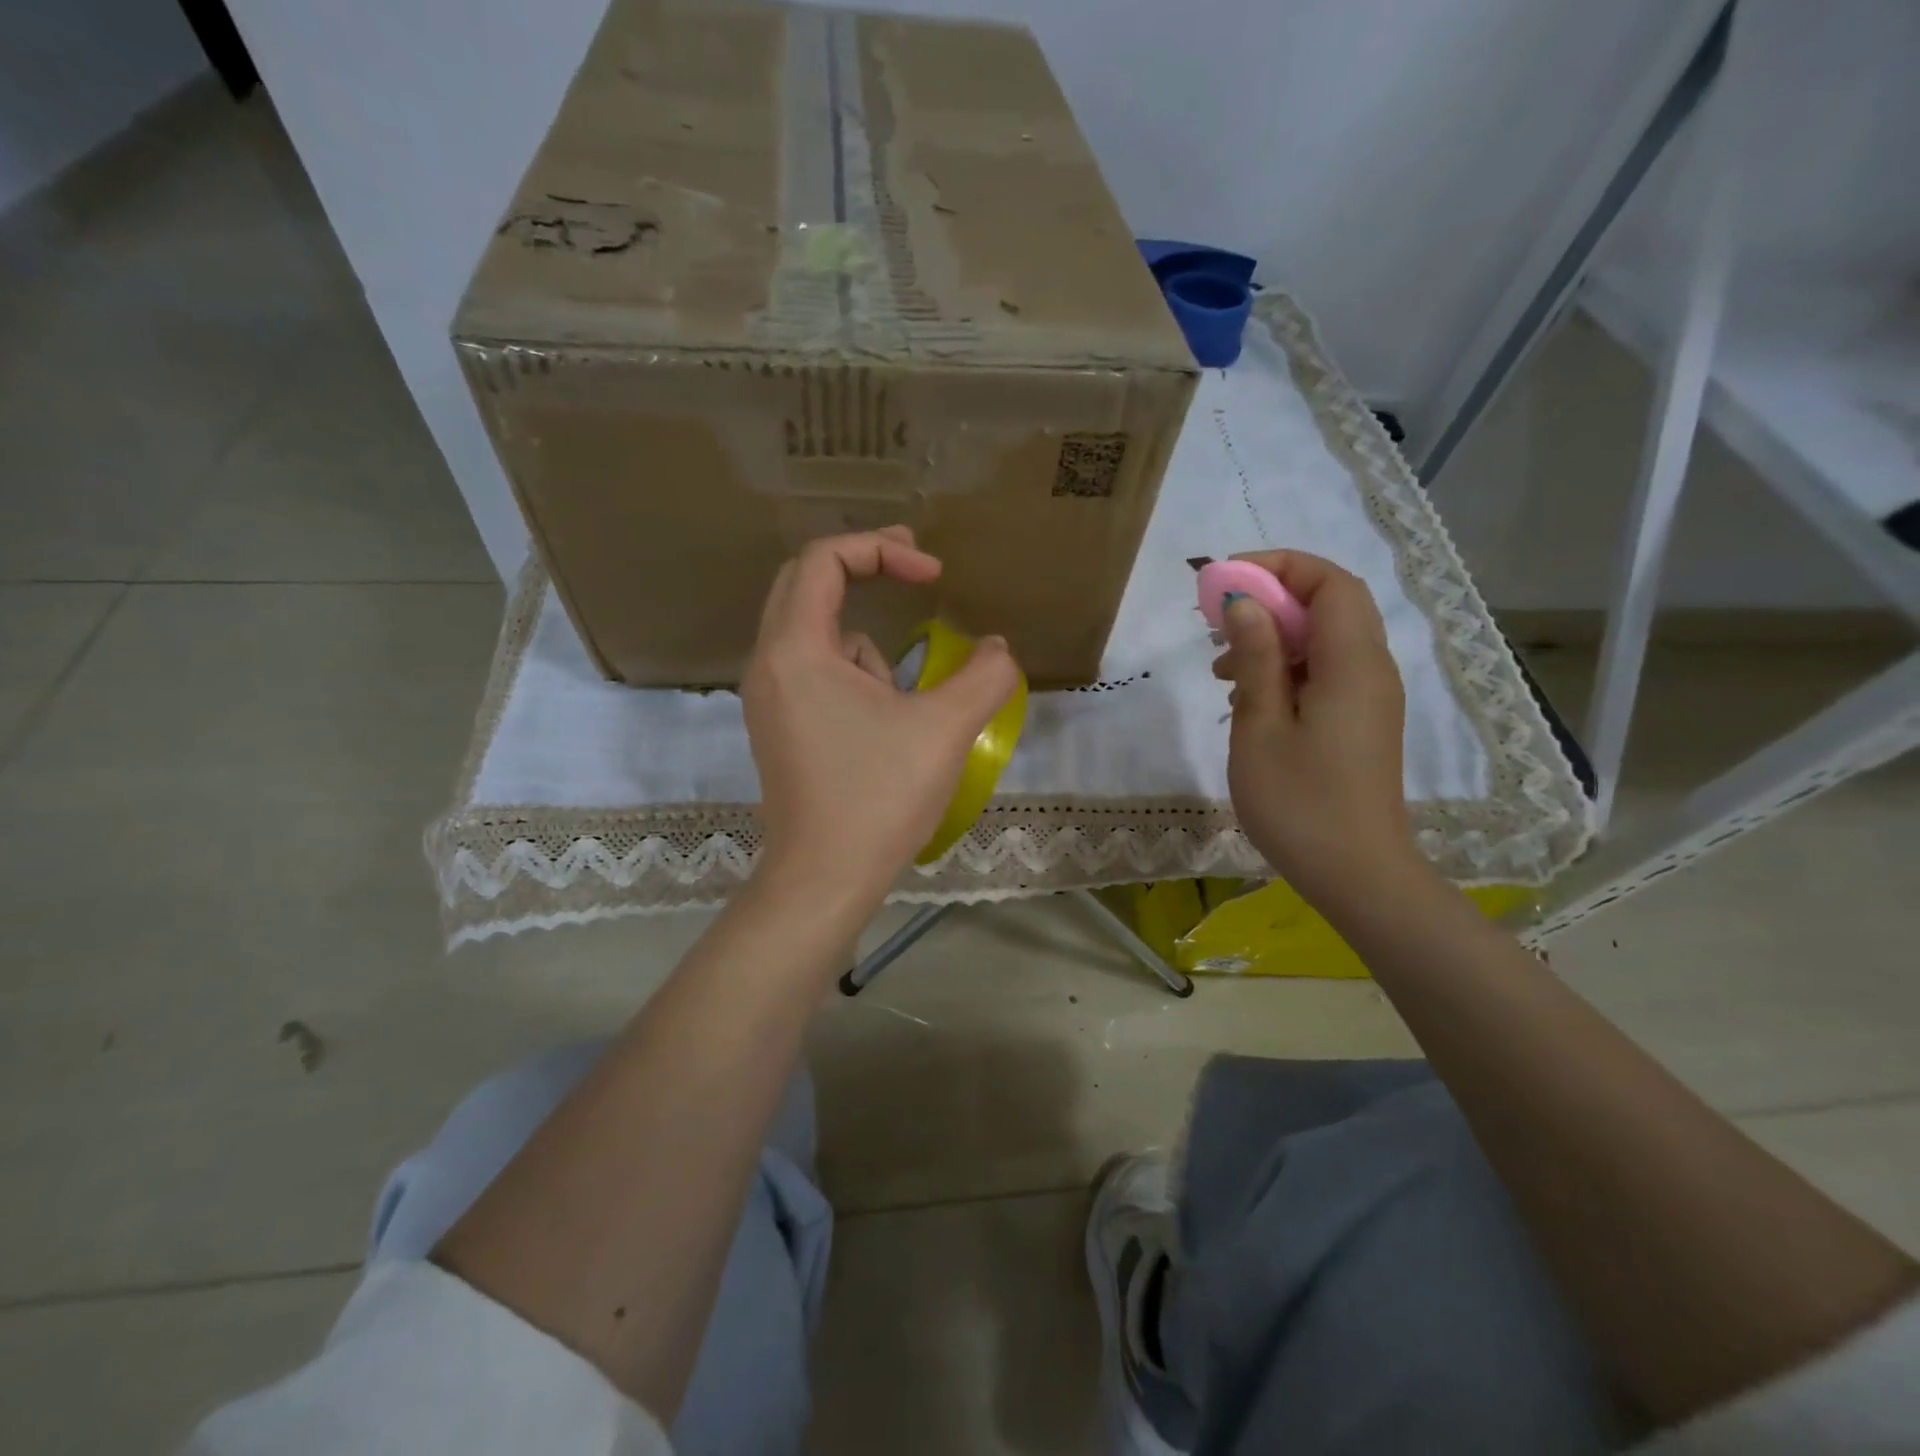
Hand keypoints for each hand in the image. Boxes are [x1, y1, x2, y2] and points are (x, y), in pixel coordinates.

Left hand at [742, 528, 1020, 907]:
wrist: (824, 877)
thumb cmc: (878, 797)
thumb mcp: (946, 729)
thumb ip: (985, 676)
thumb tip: (997, 649)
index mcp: (796, 649)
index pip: (823, 559)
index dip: (883, 550)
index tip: (933, 576)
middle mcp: (768, 663)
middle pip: (806, 582)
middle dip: (864, 568)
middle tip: (916, 571)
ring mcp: (767, 698)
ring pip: (816, 635)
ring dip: (864, 646)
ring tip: (899, 704)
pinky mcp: (777, 727)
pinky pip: (814, 673)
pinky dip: (852, 678)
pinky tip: (880, 729)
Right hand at [1214, 550, 1421, 913]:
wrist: (1356, 875)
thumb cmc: (1299, 801)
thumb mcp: (1261, 725)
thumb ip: (1255, 657)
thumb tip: (1244, 602)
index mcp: (1352, 663)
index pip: (1330, 582)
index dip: (1279, 567)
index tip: (1225, 582)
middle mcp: (1371, 670)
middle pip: (1329, 605)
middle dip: (1270, 601)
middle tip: (1216, 624)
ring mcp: (1369, 699)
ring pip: (1325, 640)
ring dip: (1274, 638)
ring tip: (1222, 671)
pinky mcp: (1360, 723)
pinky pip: (1326, 673)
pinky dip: (1286, 669)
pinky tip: (1247, 702)